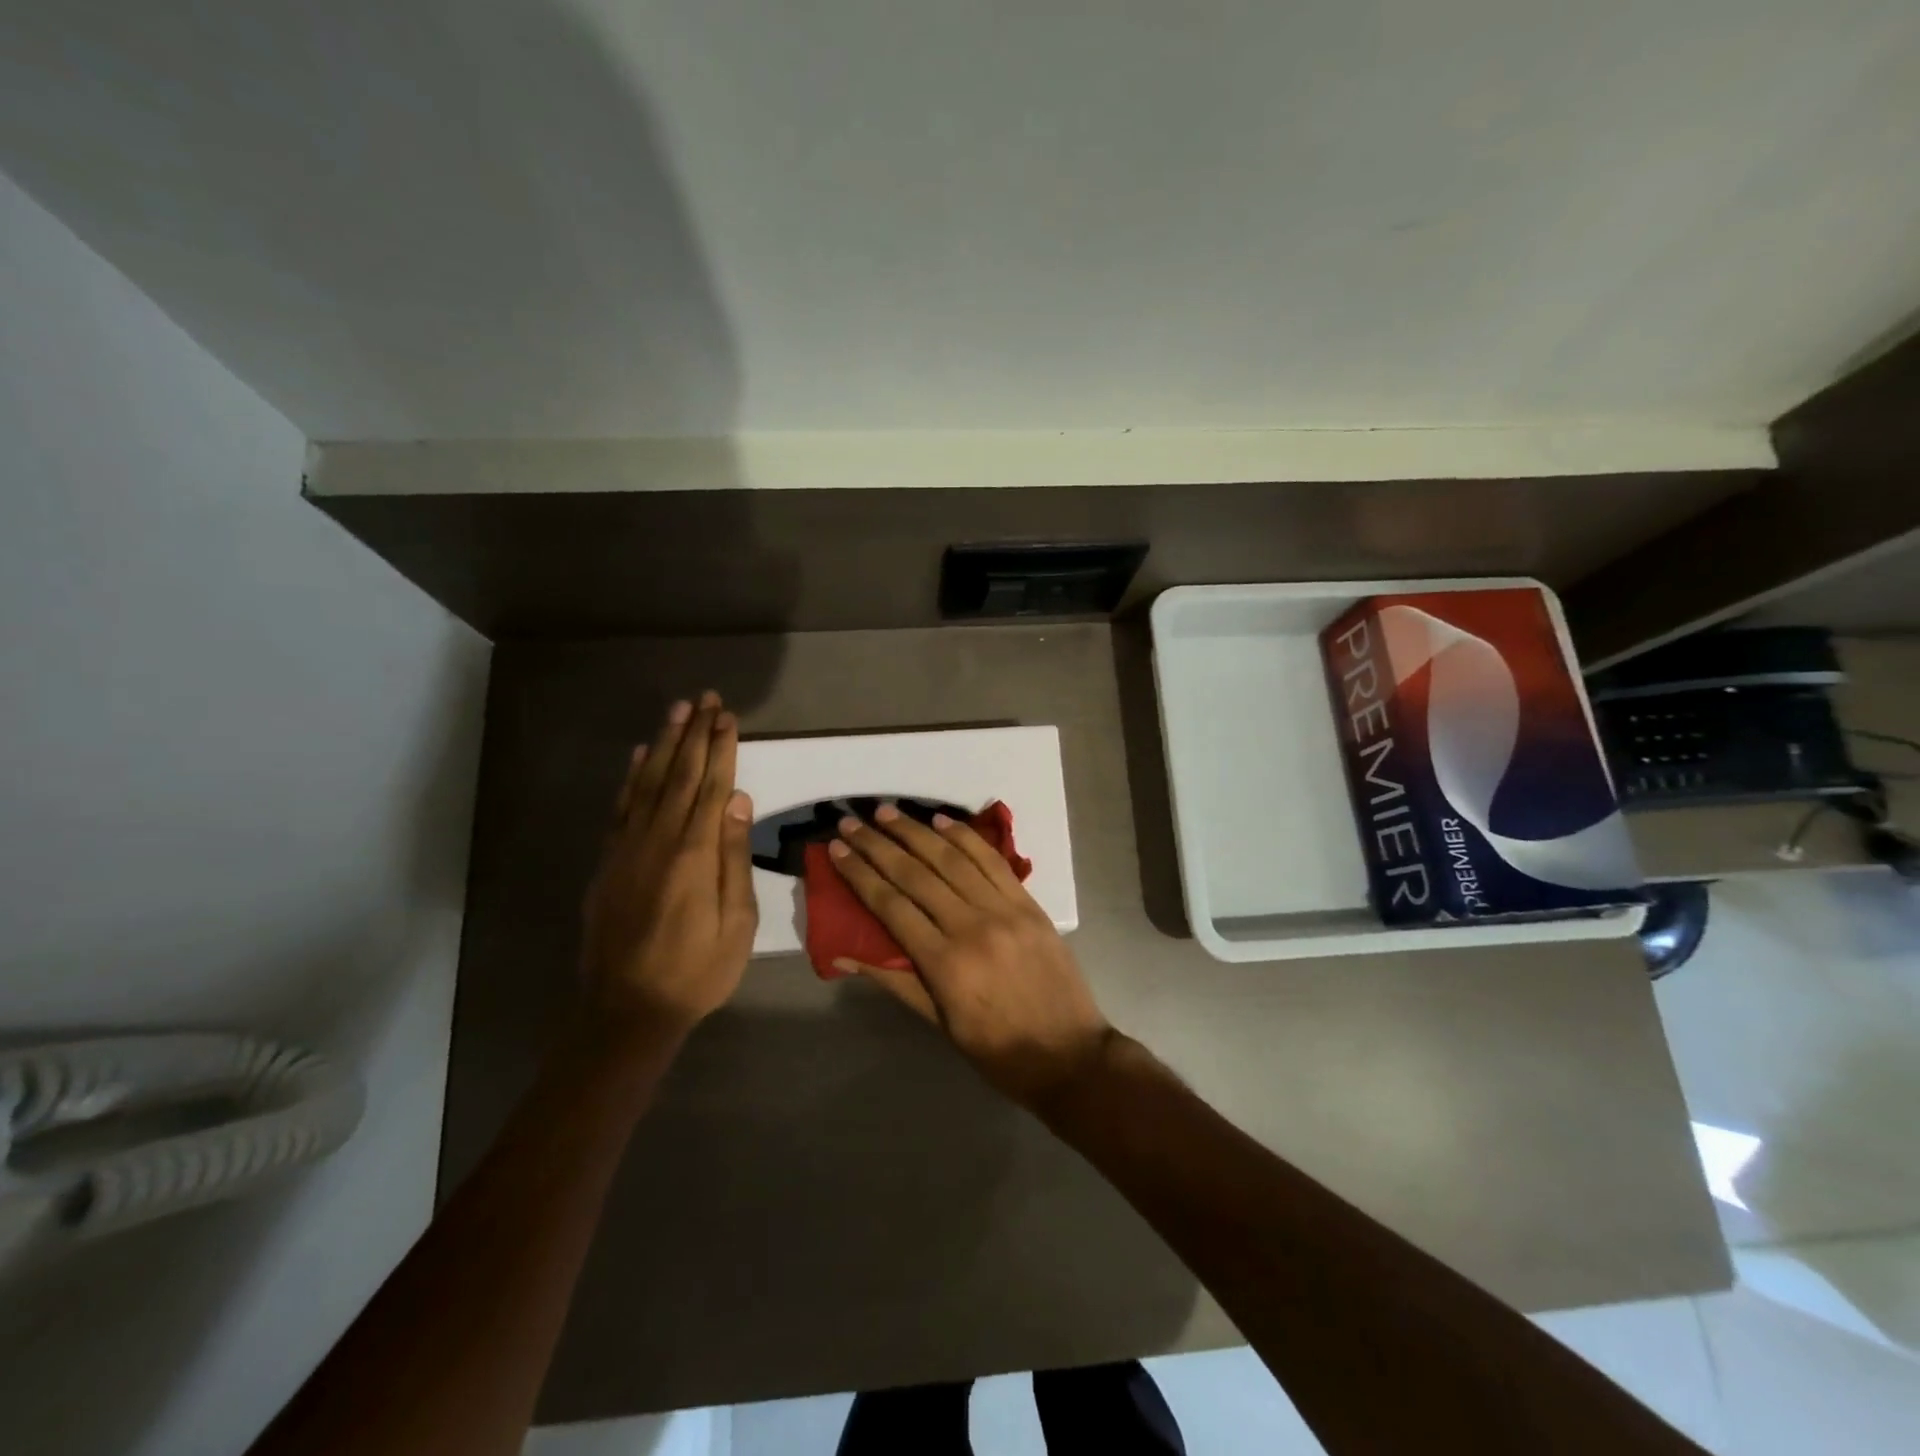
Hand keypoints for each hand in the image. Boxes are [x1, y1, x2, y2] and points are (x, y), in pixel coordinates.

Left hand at [580, 692, 757, 1032]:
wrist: (626, 1010)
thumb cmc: (697, 971)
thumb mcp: (737, 922)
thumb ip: (733, 857)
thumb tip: (737, 800)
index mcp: (693, 853)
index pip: (711, 786)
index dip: (721, 748)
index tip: (727, 716)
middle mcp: (657, 840)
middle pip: (679, 775)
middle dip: (694, 734)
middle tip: (705, 699)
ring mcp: (627, 849)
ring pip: (648, 783)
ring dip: (664, 744)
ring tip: (676, 711)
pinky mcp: (609, 863)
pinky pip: (621, 808)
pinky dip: (632, 777)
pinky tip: (641, 756)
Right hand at [828, 805, 1113, 1110]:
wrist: (1069, 1054)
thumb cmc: (996, 1050)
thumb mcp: (938, 1023)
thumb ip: (893, 980)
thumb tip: (842, 953)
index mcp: (944, 964)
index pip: (891, 905)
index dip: (860, 874)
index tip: (837, 850)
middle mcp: (971, 927)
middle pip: (916, 875)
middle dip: (879, 845)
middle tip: (851, 823)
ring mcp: (1004, 910)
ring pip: (952, 859)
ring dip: (916, 831)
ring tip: (887, 812)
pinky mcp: (1029, 903)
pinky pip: (992, 861)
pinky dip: (965, 837)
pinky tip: (942, 821)